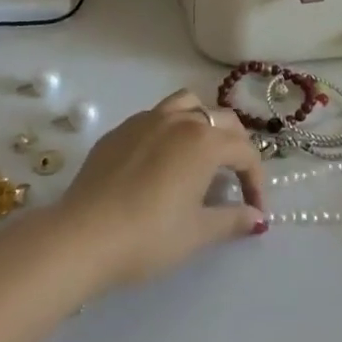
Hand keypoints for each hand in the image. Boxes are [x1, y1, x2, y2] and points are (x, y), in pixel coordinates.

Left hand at [57, 89, 267, 293]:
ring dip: (203, 123)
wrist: (84, 235)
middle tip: (235, 180)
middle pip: (221, 120)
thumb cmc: (149, 236)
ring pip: (187, 104)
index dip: (256, 180)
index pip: (244, 151)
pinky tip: (161, 162)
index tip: (255, 209)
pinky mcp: (120, 129)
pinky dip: (171, 130)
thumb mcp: (197, 232)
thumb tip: (257, 217)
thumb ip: (232, 219)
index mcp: (204, 141)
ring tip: (201, 154)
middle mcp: (179, 120)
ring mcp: (146, 119)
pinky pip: (156, 117)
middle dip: (236, 147)